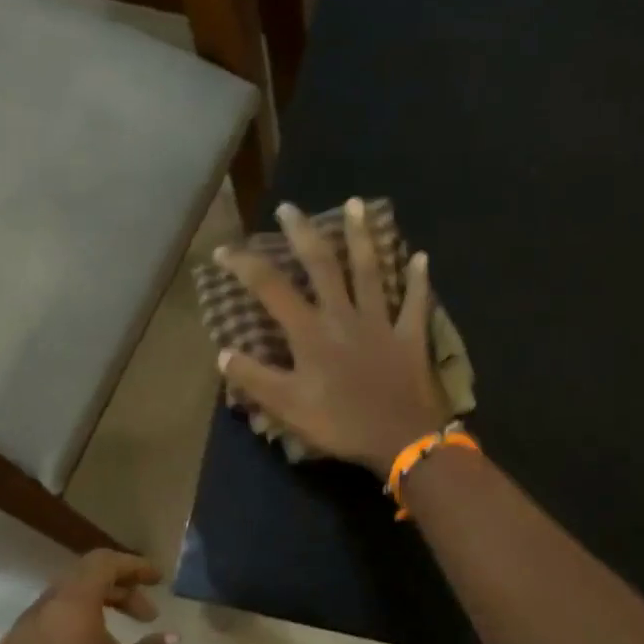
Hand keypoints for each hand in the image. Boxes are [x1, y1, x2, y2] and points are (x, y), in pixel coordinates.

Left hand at [0, 551, 176, 643]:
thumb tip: (168, 637)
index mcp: (68, 608)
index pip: (101, 563)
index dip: (133, 565)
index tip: (158, 580)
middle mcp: (34, 616)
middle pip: (77, 583)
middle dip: (115, 590)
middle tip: (145, 614)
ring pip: (55, 611)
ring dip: (88, 615)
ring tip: (115, 643)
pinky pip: (38, 638)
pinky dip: (65, 638)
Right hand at [216, 199, 451, 474]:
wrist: (401, 439)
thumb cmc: (341, 424)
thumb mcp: (288, 407)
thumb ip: (254, 379)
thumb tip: (222, 353)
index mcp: (311, 332)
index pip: (270, 288)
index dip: (245, 265)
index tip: (224, 248)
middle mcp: (344, 316)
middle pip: (322, 265)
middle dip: (303, 234)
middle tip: (290, 208)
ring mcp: (381, 322)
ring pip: (370, 271)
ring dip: (361, 237)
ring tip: (355, 205)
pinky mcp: (410, 337)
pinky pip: (415, 302)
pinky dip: (418, 280)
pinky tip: (421, 256)